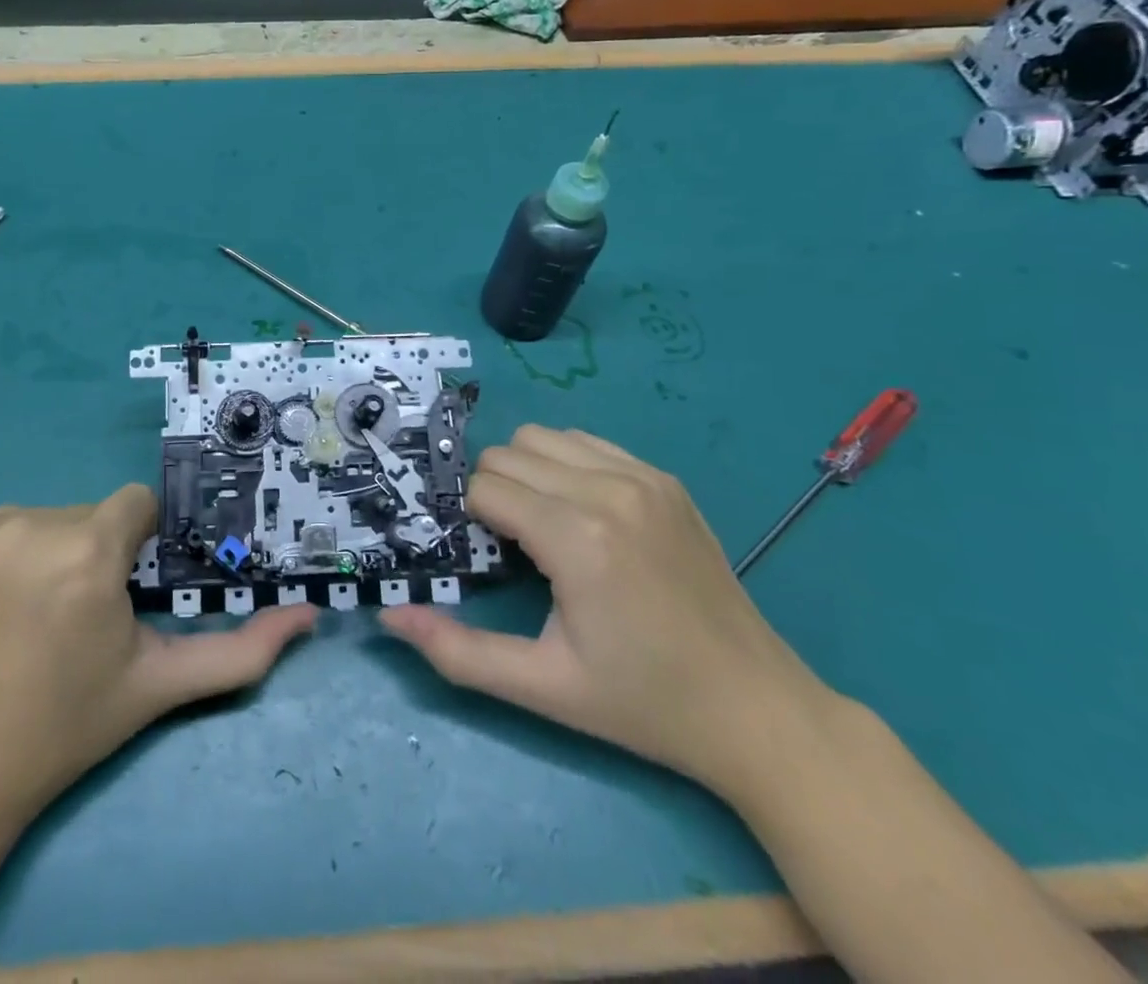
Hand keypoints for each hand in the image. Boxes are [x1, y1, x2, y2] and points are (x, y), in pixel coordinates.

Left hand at [0, 487, 315, 835]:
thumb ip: (239, 651)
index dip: (133, 546)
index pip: (134, 506)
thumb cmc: (64, 728)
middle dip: (90, 552)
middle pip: (85, 514)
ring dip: (43, 552)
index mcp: (86, 554)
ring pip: (37, 516)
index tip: (116, 592)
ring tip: (26, 615)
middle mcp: (26, 526)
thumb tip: (310, 618)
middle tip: (72, 617)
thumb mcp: (158, 686)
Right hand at [380, 425, 834, 794]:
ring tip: (544, 527)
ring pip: (541, 437)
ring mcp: (643, 477)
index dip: (472, 521)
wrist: (757, 710)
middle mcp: (608, 490)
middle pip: (506, 454)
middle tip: (511, 548)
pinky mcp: (664, 479)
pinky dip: (564, 465)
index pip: (484, 487)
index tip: (488, 559)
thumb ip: (458, 651)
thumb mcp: (543, 688)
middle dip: (492, 493)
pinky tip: (581, 514)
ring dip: (525, 472)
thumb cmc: (643, 703)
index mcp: (577, 537)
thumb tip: (390, 617)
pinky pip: (585, 442)